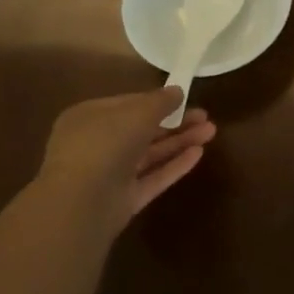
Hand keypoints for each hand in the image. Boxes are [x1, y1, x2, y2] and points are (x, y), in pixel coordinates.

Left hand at [35, 88, 216, 232]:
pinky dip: (174, 165)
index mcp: (89, 117)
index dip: (157, 100)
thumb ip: (160, 101)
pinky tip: (199, 154)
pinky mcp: (124, 199)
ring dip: (179, 141)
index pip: (128, 104)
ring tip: (211, 131)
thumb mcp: (137, 113)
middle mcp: (98, 144)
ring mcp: (110, 174)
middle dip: (175, 122)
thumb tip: (177, 91)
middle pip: (142, 130)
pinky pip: (152, 177)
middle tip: (205, 116)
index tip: (185, 98)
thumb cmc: (104, 144)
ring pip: (150, 154)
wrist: (82, 202)